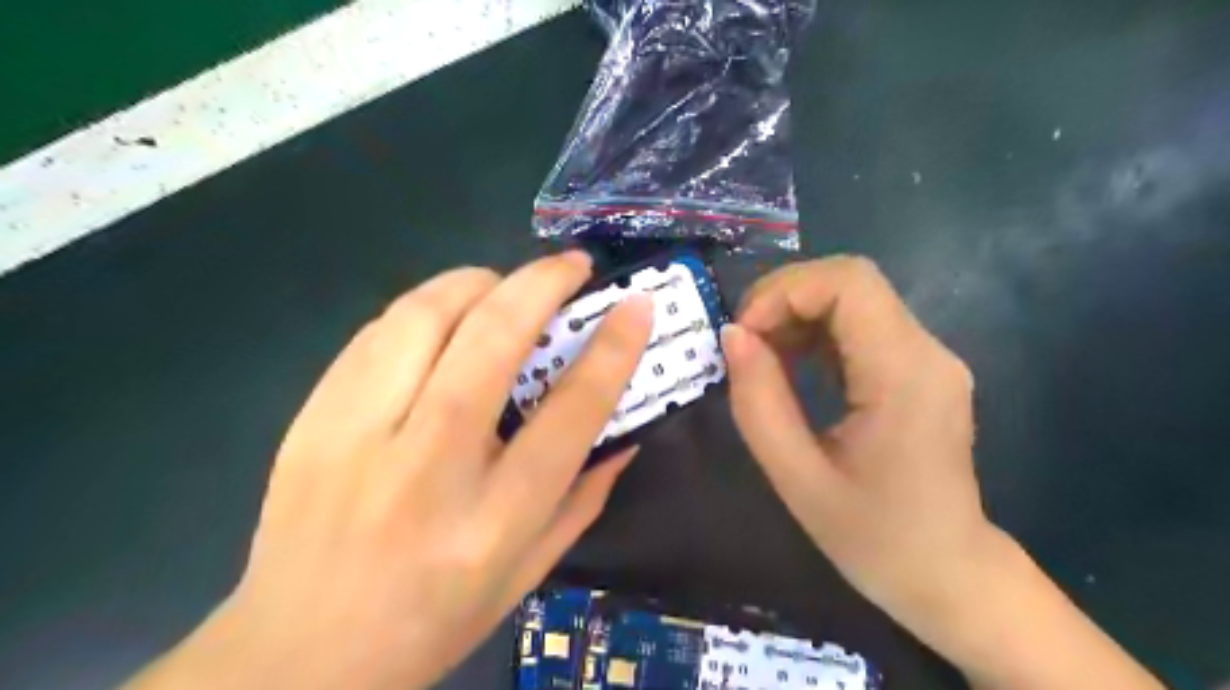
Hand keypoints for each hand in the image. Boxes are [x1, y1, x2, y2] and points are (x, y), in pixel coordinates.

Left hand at [129, 250, 658, 689]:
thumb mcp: (529, 572)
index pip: (570, 411)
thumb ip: (584, 497)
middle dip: (542, 284)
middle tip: (573, 265)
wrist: (298, 654)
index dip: (612, 349)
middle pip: (493, 340)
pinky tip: (445, 317)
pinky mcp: (312, 418)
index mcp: (494, 518)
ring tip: (505, 285)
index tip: (635, 307)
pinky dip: (425, 307)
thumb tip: (626, 433)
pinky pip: (377, 332)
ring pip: (425, 316)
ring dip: (478, 283)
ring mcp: (358, 436)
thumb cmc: (433, 619)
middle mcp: (428, 466)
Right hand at [718, 257, 987, 629]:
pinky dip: (816, 331)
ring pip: (855, 297)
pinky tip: (792, 366)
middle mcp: (927, 351)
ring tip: (761, 357)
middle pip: (851, 280)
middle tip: (744, 342)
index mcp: (903, 376)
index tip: (743, 334)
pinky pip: (862, 324)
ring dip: (797, 312)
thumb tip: (732, 335)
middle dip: (784, 298)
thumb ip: (759, 402)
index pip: (848, 282)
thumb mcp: (797, 478)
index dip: (784, 291)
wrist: (948, 574)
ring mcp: (928, 357)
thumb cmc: (873, 538)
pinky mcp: (919, 368)